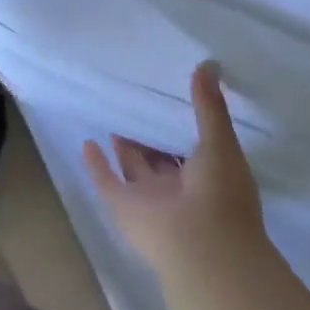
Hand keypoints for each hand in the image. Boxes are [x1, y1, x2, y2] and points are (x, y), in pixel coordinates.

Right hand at [83, 62, 268, 277]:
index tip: (169, 97)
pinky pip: (107, 181)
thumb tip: (209, 63)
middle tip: (138, 105)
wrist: (202, 246)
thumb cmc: (220, 193)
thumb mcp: (220, 142)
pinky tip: (88, 143)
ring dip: (125, 147)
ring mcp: (151, 199)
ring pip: (135, 168)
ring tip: (115, 120)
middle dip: (151, 136)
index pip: (193, 147)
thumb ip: (210, 105)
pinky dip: (96, 165)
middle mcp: (179, 188)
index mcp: (209, 176)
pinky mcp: (124, 206)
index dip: (182, 125)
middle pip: (161, 158)